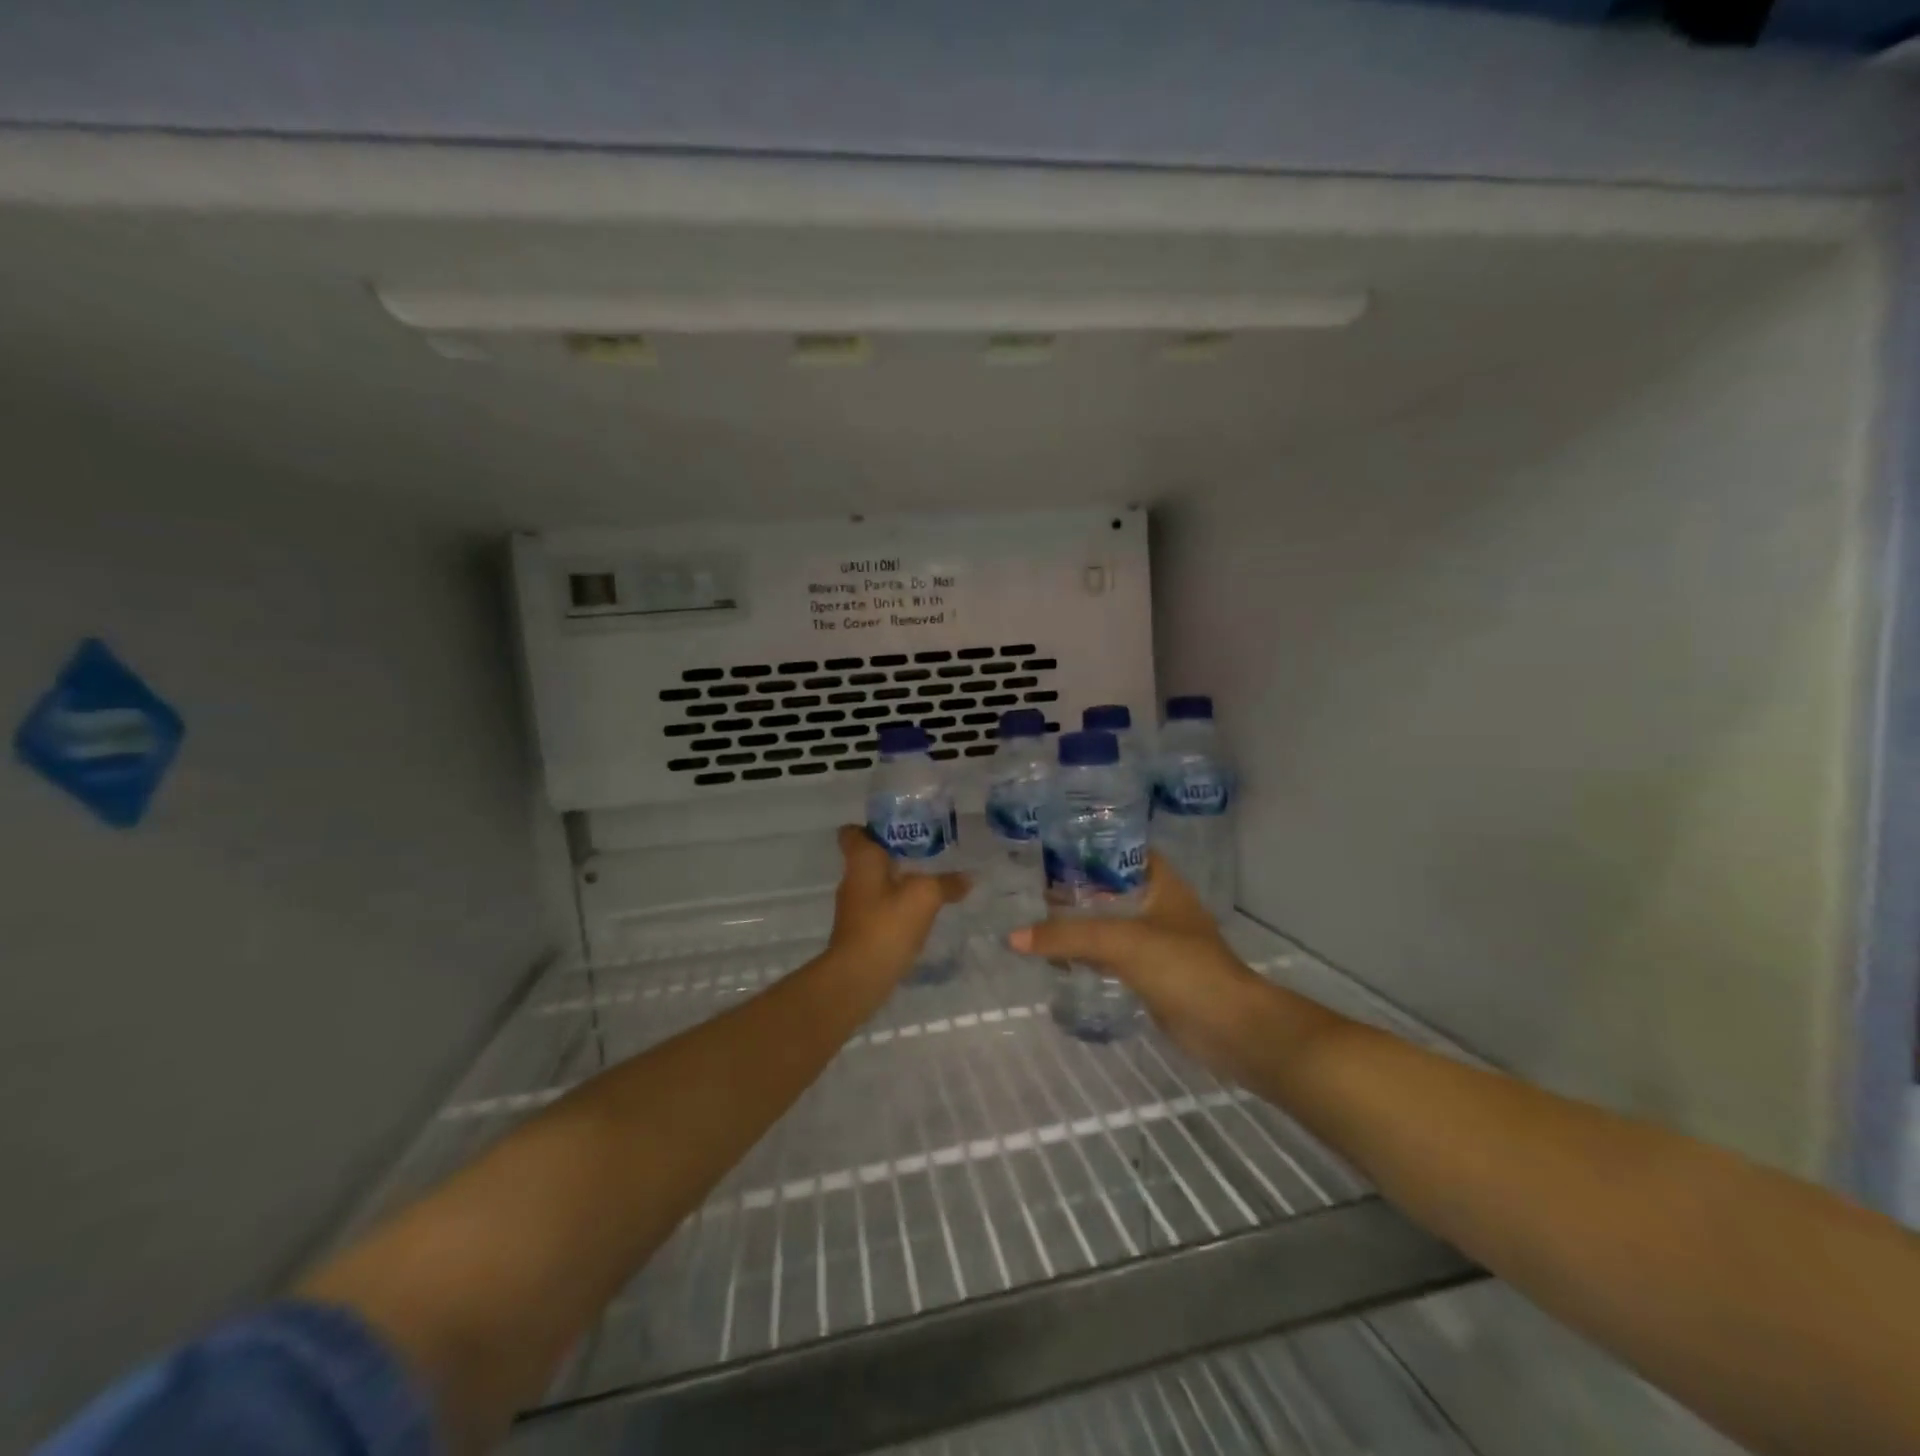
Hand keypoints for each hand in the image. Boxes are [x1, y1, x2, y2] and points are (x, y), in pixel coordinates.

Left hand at [827, 825, 969, 983]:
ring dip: (898, 880)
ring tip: (929, 879)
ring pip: (877, 883)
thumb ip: (947, 883)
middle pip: (869, 857)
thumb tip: (968, 878)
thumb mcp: (925, 896)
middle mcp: (853, 879)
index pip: (853, 832)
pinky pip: (881, 907)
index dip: (872, 826)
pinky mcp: (861, 930)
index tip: (898, 826)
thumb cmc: (887, 924)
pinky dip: (898, 906)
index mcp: (861, 860)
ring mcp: (855, 907)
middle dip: (894, 853)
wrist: (859, 976)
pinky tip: (921, 912)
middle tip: (926, 850)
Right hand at [1009, 855, 1278, 1066]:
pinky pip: (1112, 957)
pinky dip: (1088, 955)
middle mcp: (1160, 907)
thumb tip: (1013, 937)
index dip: (1092, 847)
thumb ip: (1067, 936)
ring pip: (1110, 924)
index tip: (1053, 848)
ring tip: (1037, 919)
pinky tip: (1058, 958)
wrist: (1230, 1028)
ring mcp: (1157, 943)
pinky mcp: (1151, 975)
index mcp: (1162, 884)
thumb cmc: (1183, 967)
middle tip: (1033, 887)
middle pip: (1111, 889)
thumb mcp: (1121, 942)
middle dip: (1077, 889)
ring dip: (1080, 924)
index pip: (1124, 852)